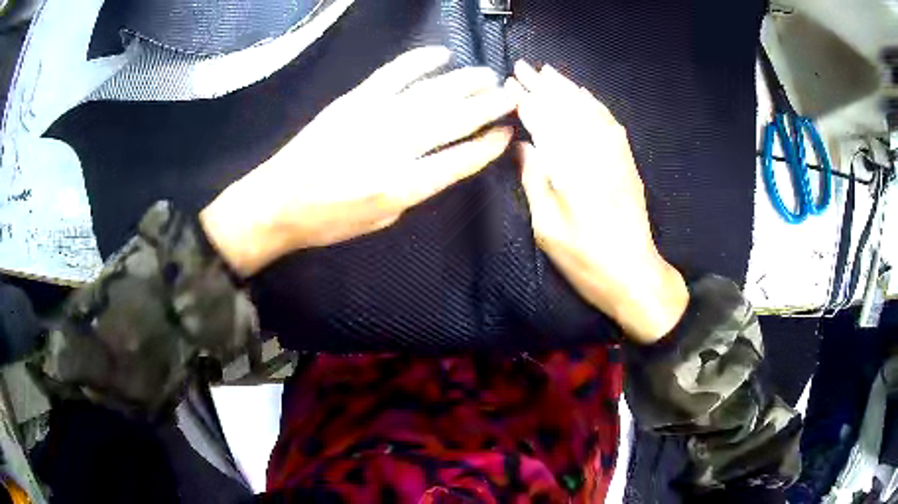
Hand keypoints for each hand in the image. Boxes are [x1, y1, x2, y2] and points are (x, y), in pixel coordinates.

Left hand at [200, 46, 514, 275]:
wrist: (279, 201)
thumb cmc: (330, 220)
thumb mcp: (381, 220)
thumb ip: (416, 189)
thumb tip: (441, 160)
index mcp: (402, 186)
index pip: (460, 161)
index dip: (488, 145)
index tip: (506, 133)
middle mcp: (395, 148)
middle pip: (454, 120)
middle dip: (488, 106)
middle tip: (510, 95)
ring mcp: (374, 117)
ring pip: (432, 93)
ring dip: (465, 81)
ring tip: (488, 76)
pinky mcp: (354, 99)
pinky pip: (395, 73)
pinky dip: (420, 60)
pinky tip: (441, 54)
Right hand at [507, 61, 687, 343]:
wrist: (634, 275)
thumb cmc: (585, 260)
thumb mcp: (548, 228)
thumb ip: (535, 181)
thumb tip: (523, 146)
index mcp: (571, 169)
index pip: (544, 122)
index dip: (527, 101)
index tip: (510, 84)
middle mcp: (595, 154)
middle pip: (567, 109)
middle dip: (545, 85)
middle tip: (525, 67)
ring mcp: (616, 156)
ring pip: (589, 111)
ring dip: (568, 89)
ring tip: (550, 72)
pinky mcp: (627, 163)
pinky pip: (610, 124)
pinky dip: (594, 105)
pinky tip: (584, 97)